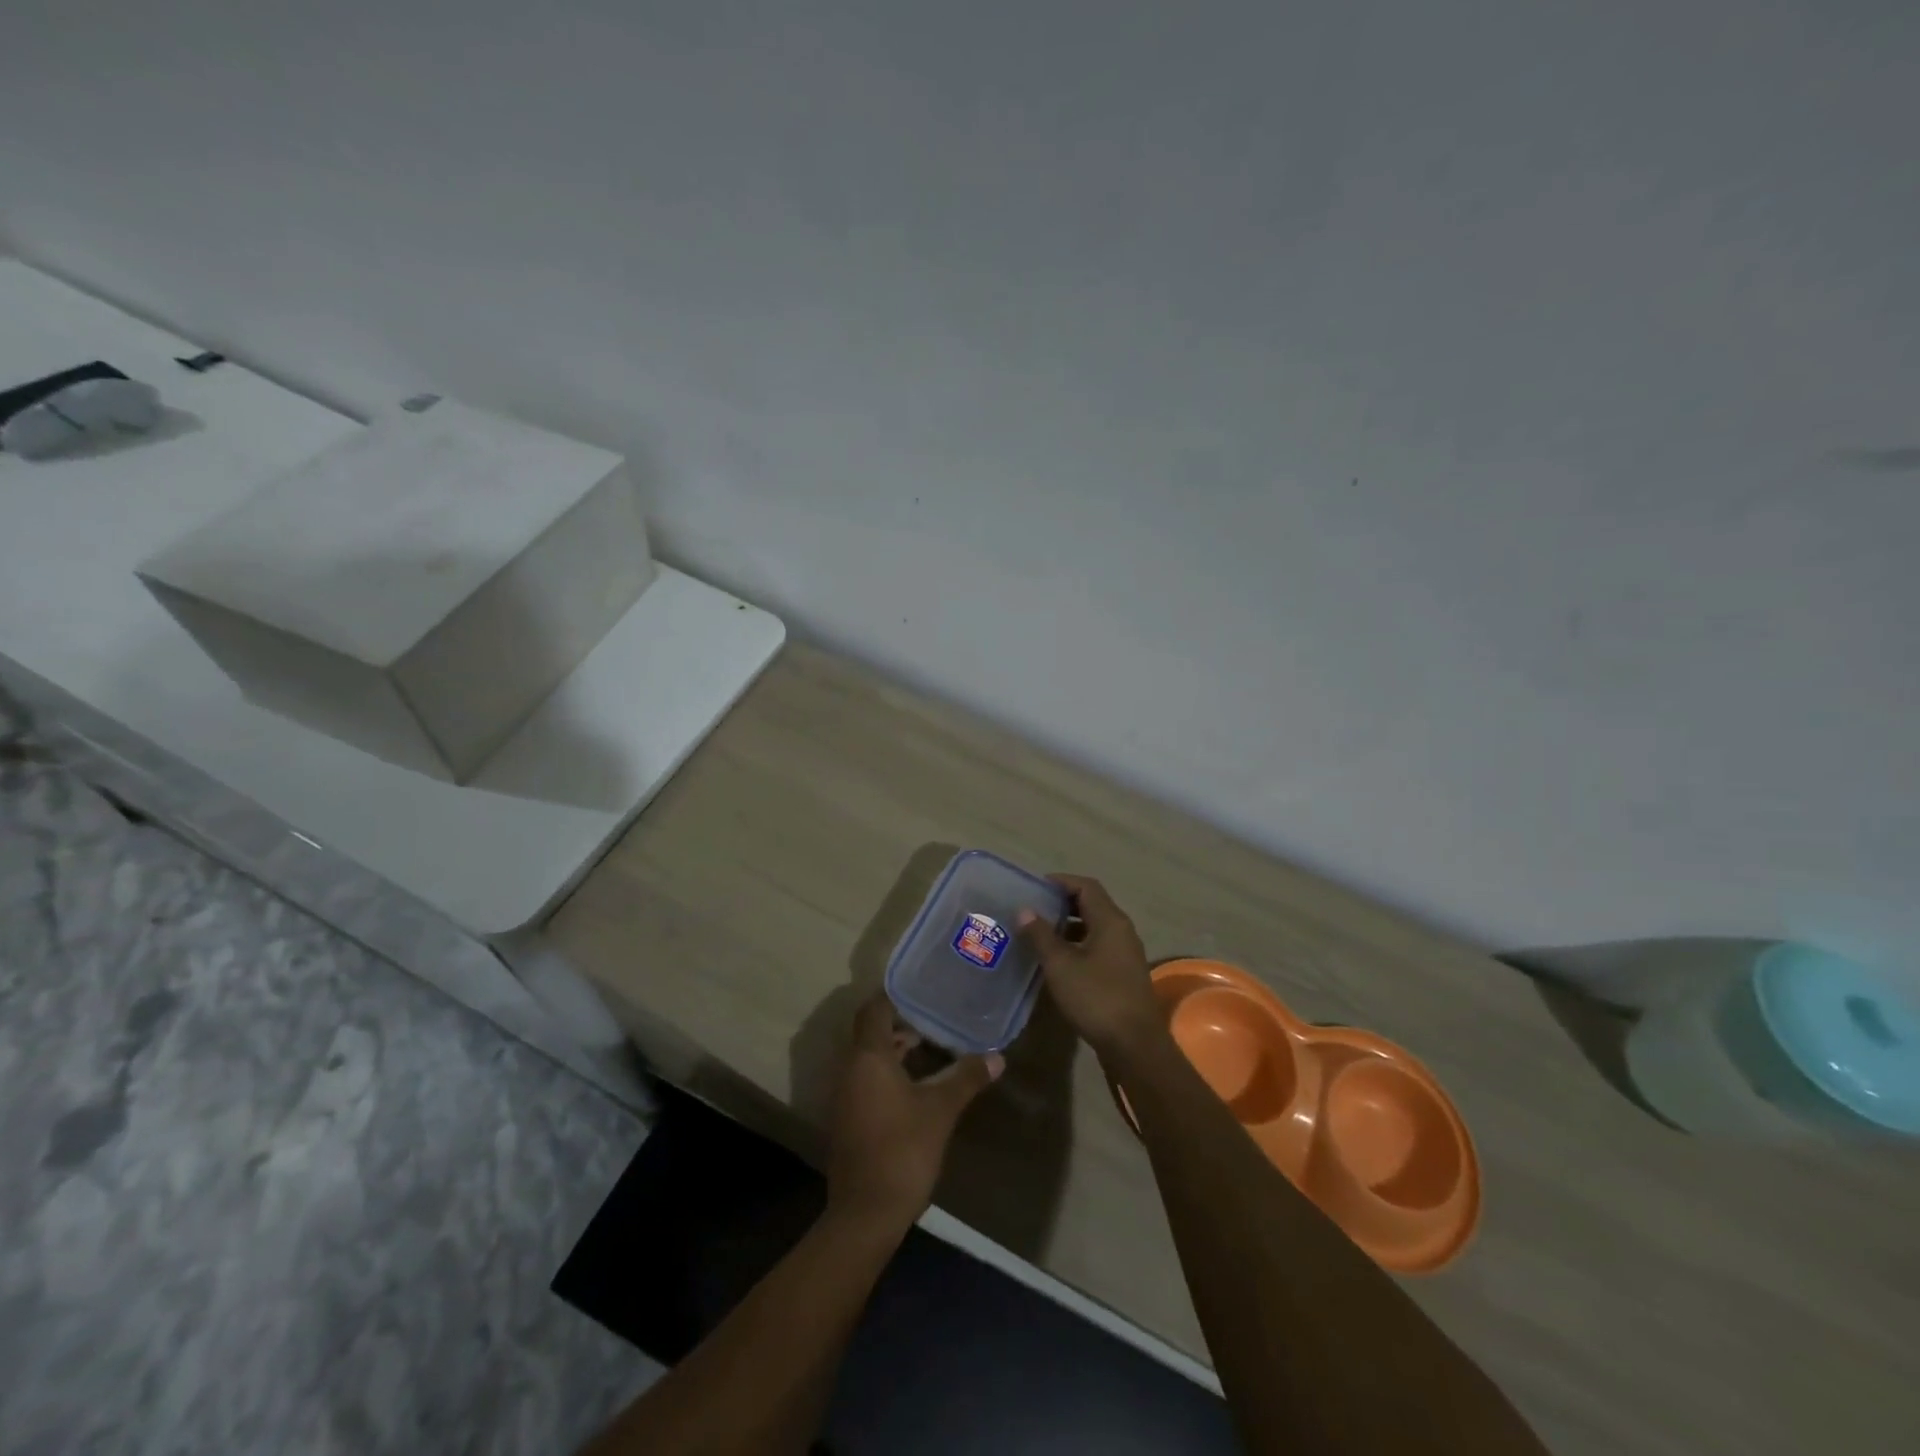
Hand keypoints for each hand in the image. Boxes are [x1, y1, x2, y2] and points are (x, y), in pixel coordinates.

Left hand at [827, 994, 1003, 1230]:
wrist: (866, 1213)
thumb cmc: (903, 1149)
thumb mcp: (941, 1110)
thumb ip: (966, 1078)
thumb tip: (997, 1056)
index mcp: (868, 1057)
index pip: (873, 1009)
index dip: (894, 996)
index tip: (921, 991)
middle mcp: (850, 1069)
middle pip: (870, 1032)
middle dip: (898, 1023)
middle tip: (932, 1019)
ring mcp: (845, 1096)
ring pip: (868, 1058)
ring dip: (893, 1051)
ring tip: (929, 1050)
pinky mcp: (848, 1118)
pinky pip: (865, 1080)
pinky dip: (886, 1073)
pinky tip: (915, 1086)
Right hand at [1018, 874, 1166, 1064]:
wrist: (1134, 1044)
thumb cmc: (1096, 997)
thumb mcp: (1060, 965)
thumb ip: (1041, 935)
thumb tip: (1025, 910)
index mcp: (1110, 920)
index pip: (1086, 886)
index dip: (1061, 882)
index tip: (1035, 888)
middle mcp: (1122, 930)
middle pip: (1092, 904)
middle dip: (1063, 904)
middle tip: (1034, 910)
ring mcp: (1126, 953)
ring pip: (1095, 927)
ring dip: (1069, 927)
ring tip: (1040, 934)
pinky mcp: (1124, 973)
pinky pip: (1099, 947)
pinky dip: (1079, 945)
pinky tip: (1058, 961)